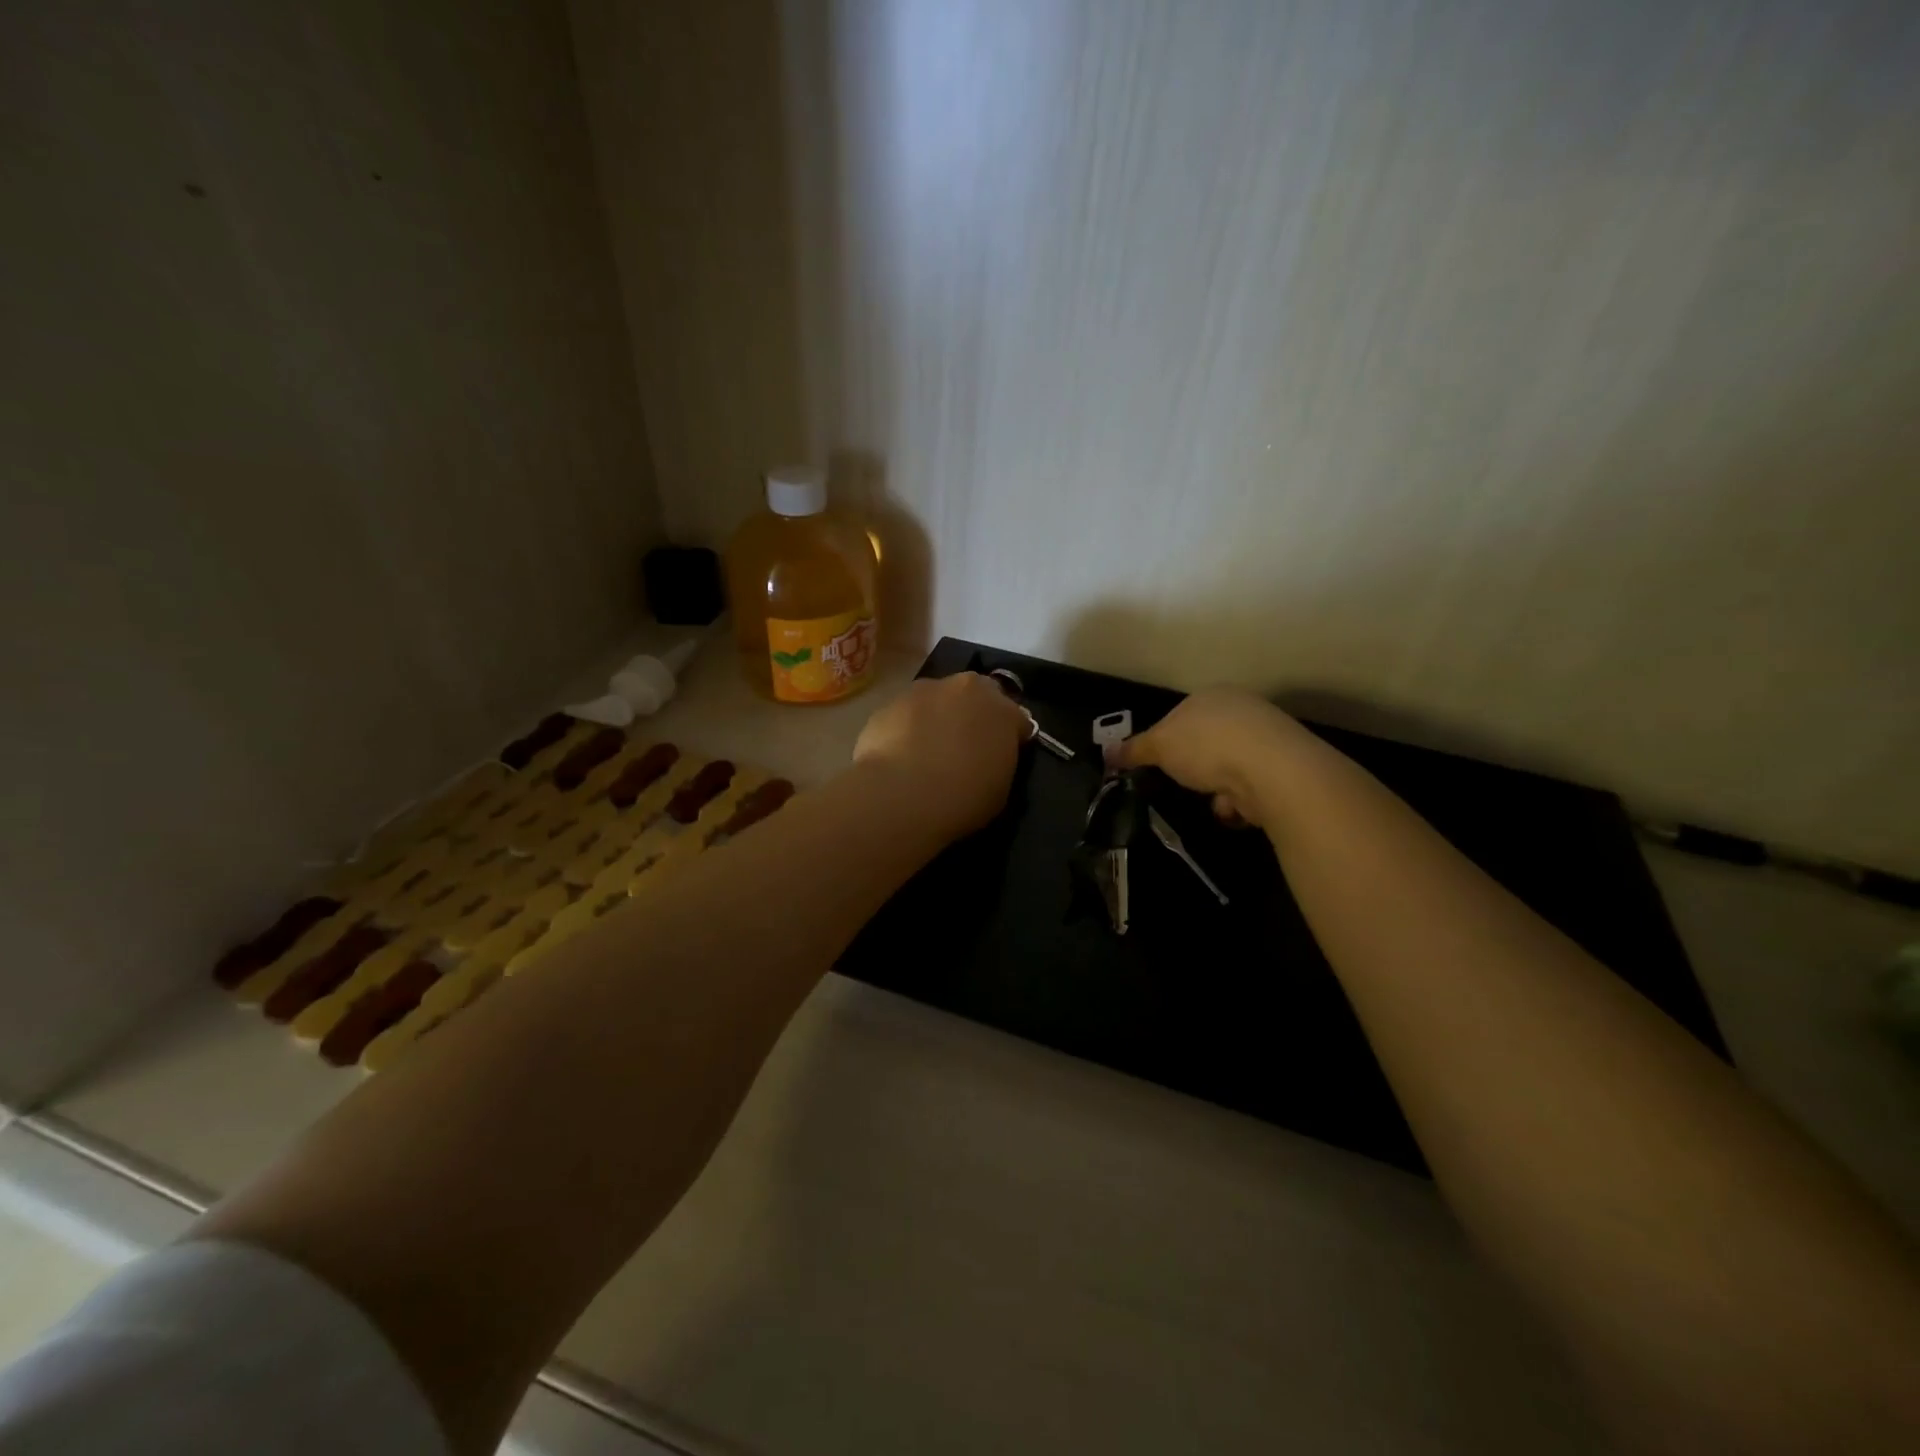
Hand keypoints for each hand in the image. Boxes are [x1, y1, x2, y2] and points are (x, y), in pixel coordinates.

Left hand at [853, 673, 1027, 838]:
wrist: (902, 794)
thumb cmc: (963, 796)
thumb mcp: (1000, 788)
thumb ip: (1000, 760)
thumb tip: (990, 755)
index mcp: (1003, 709)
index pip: (1018, 718)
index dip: (1011, 737)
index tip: (1002, 755)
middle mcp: (966, 688)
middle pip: (976, 695)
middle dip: (974, 714)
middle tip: (965, 746)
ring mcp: (924, 690)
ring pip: (938, 699)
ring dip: (938, 716)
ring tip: (928, 751)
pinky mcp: (889, 703)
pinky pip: (906, 714)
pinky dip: (907, 728)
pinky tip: (901, 756)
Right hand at [1107, 689, 1308, 829]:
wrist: (1272, 769)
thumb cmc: (1206, 746)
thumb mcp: (1159, 746)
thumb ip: (1133, 750)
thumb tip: (1107, 753)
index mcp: (1210, 696)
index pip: (1180, 716)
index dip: (1165, 741)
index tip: (1158, 763)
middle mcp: (1241, 710)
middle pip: (1206, 743)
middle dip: (1194, 768)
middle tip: (1183, 783)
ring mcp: (1266, 738)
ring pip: (1228, 769)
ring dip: (1216, 789)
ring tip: (1215, 801)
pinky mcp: (1284, 768)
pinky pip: (1250, 787)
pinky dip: (1240, 801)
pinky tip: (1237, 807)